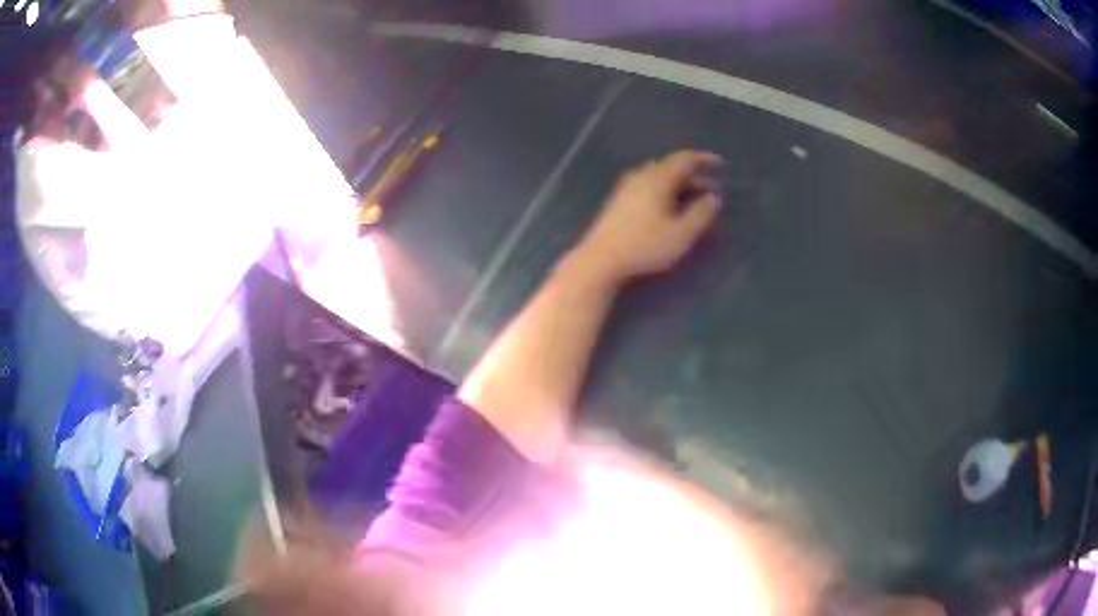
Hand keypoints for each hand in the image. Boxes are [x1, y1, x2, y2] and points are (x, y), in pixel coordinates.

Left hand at [573, 150, 722, 282]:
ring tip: (693, 199)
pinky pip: (647, 187)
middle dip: (693, 176)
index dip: (704, 160)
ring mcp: (626, 188)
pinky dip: (664, 191)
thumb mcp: (682, 234)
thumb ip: (701, 213)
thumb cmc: (645, 247)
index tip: (721, 165)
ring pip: (658, 178)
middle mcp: (640, 177)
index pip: (684, 159)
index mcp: (657, 179)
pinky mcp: (618, 202)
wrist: (600, 261)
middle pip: (670, 167)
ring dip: (678, 185)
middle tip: (711, 189)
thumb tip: (714, 197)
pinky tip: (669, 208)